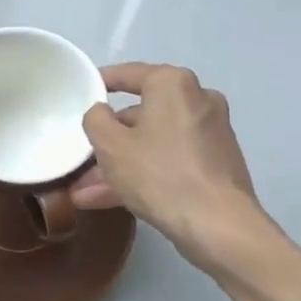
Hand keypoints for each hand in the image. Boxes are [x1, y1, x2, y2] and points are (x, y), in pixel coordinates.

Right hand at [71, 63, 269, 277]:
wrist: (219, 225)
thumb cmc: (159, 173)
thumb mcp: (109, 144)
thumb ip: (95, 119)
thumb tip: (102, 113)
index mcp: (172, 84)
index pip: (128, 74)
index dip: (100, 82)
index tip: (81, 91)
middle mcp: (197, 100)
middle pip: (140, 115)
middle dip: (109, 140)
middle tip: (82, 157)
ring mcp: (210, 133)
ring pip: (153, 142)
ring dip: (120, 164)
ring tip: (85, 191)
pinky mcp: (217, 163)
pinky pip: (170, 159)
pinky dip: (144, 173)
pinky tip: (111, 200)